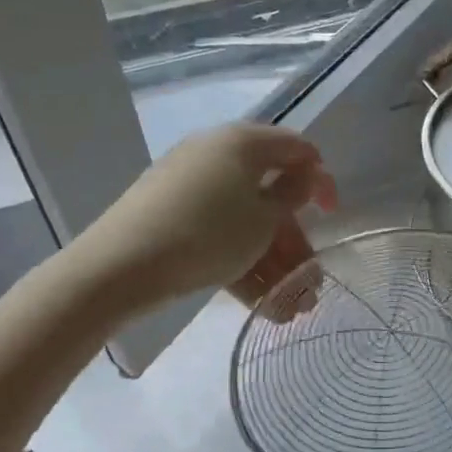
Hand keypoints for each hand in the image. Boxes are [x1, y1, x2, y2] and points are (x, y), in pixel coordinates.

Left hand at [80, 124, 337, 310]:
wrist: (118, 266)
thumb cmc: (207, 233)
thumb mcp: (263, 219)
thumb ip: (291, 196)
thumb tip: (302, 178)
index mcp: (243, 142)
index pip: (297, 149)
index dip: (321, 181)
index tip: (333, 216)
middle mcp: (217, 155)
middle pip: (270, 194)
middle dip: (295, 242)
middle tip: (311, 281)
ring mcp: (190, 186)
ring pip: (245, 221)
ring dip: (273, 263)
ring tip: (291, 309)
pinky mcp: (171, 216)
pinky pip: (218, 234)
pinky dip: (241, 263)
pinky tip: (262, 305)